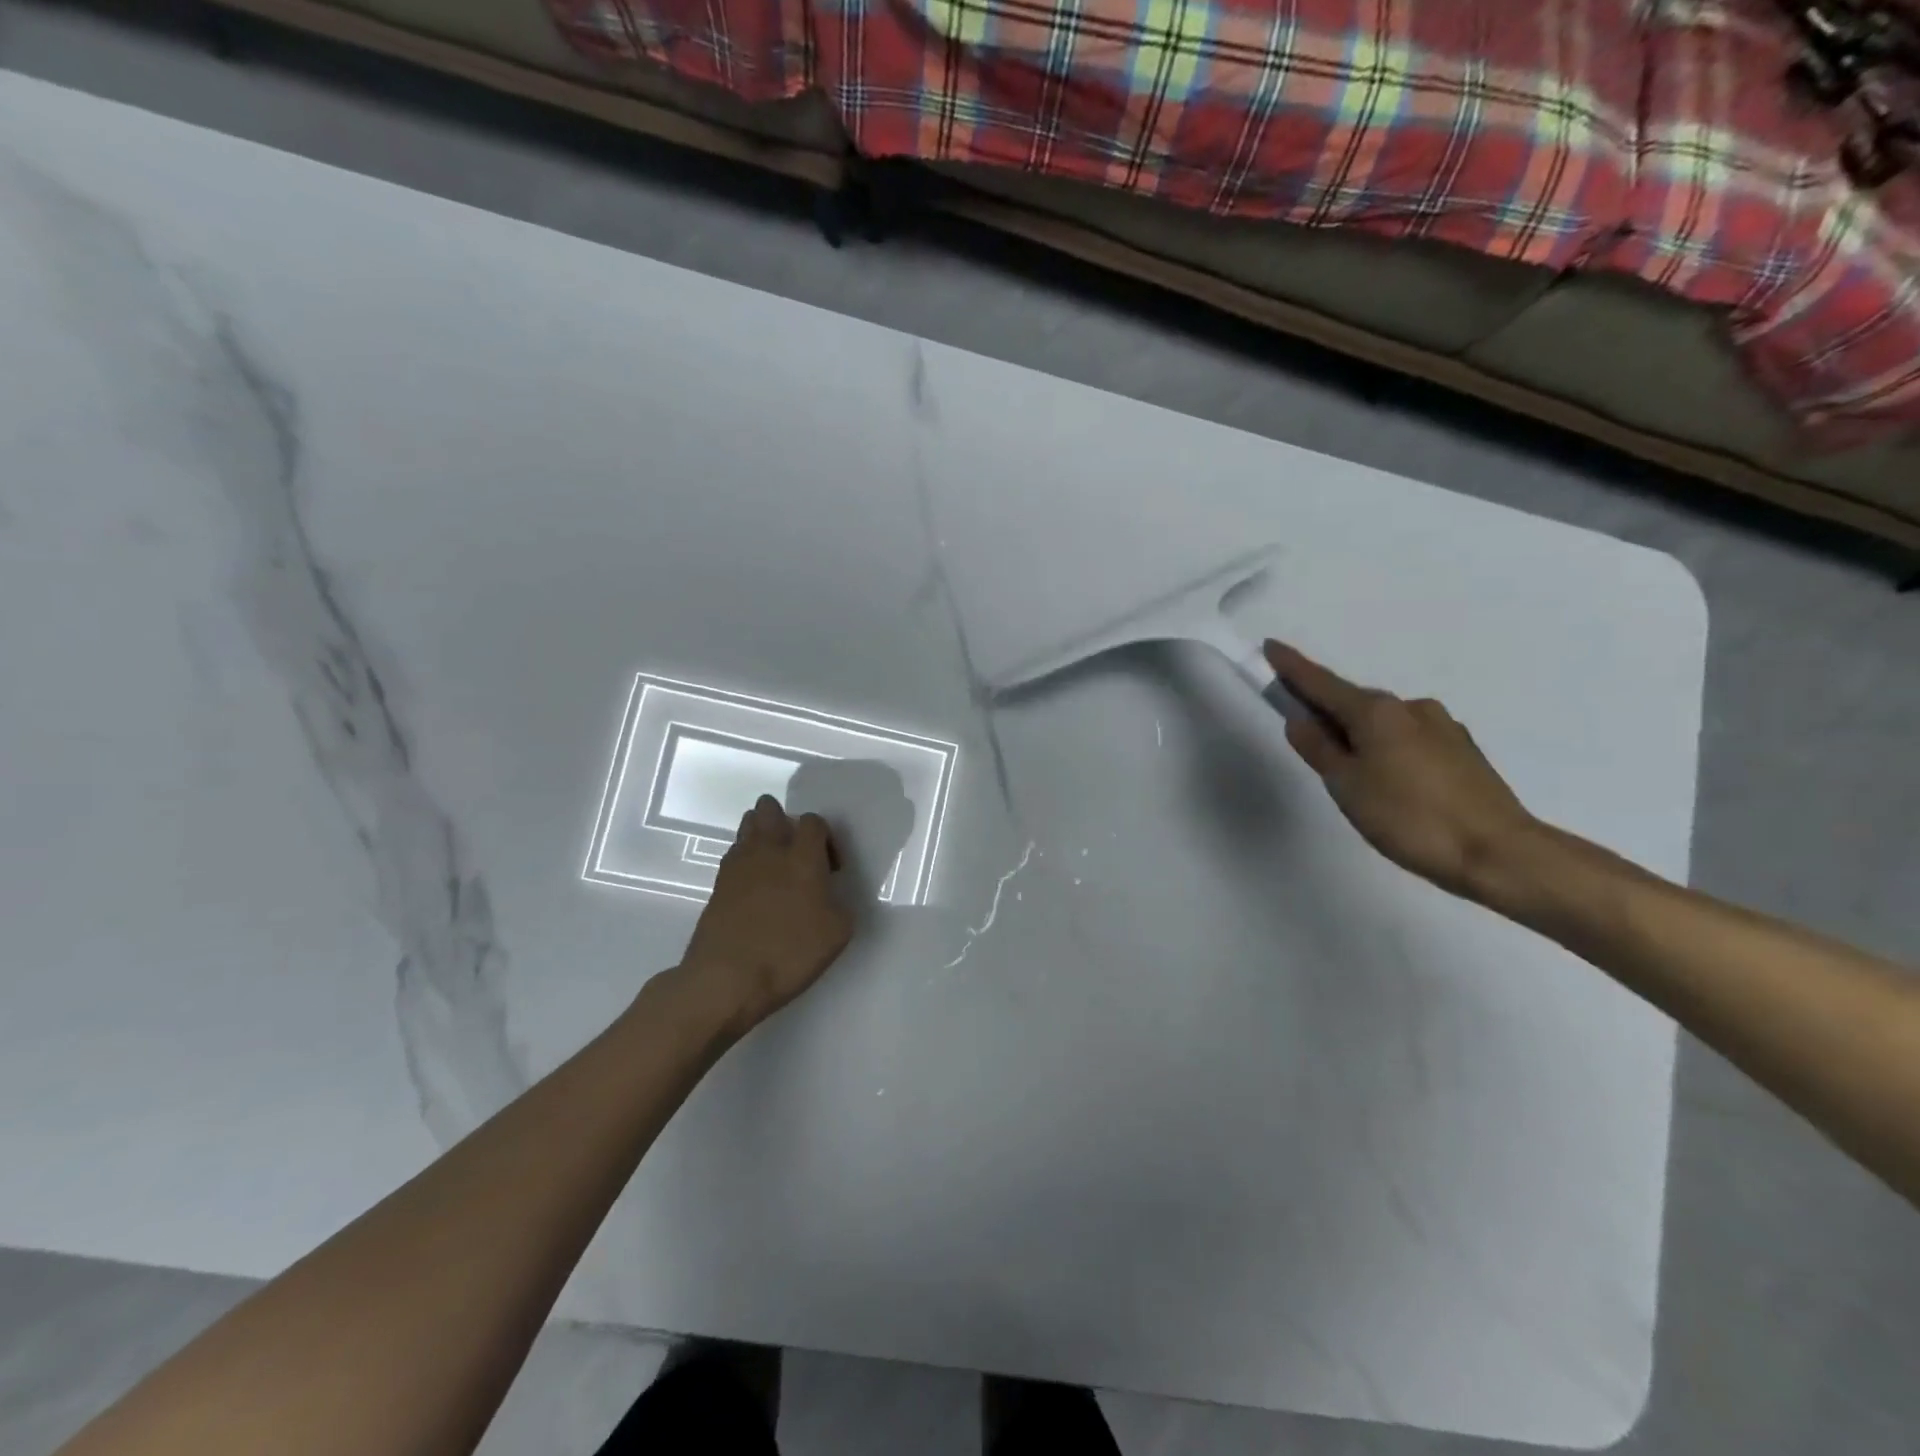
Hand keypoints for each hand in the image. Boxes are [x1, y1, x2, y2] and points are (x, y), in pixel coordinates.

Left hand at [679, 795, 853, 1030]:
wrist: (727, 978)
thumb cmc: (790, 953)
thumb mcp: (838, 933)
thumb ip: (838, 903)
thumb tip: (829, 896)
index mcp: (803, 857)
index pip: (813, 821)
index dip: (825, 838)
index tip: (830, 869)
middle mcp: (768, 851)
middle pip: (769, 809)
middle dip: (783, 821)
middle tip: (796, 854)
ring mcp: (737, 866)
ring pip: (747, 828)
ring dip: (761, 837)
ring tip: (774, 868)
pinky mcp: (716, 885)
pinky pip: (733, 857)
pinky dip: (745, 863)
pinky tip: (754, 890)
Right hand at [1265, 641, 1538, 902]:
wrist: (1499, 852)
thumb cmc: (1409, 818)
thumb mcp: (1347, 786)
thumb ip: (1319, 749)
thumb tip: (1299, 720)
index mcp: (1376, 713)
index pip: (1322, 683)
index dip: (1292, 667)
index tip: (1270, 646)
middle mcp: (1410, 708)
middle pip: (1354, 702)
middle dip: (1327, 711)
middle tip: (1305, 736)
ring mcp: (1442, 726)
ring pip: (1384, 723)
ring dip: (1360, 735)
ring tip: (1353, 776)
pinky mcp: (1462, 750)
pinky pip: (1409, 738)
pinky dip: (1388, 748)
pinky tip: (1391, 782)